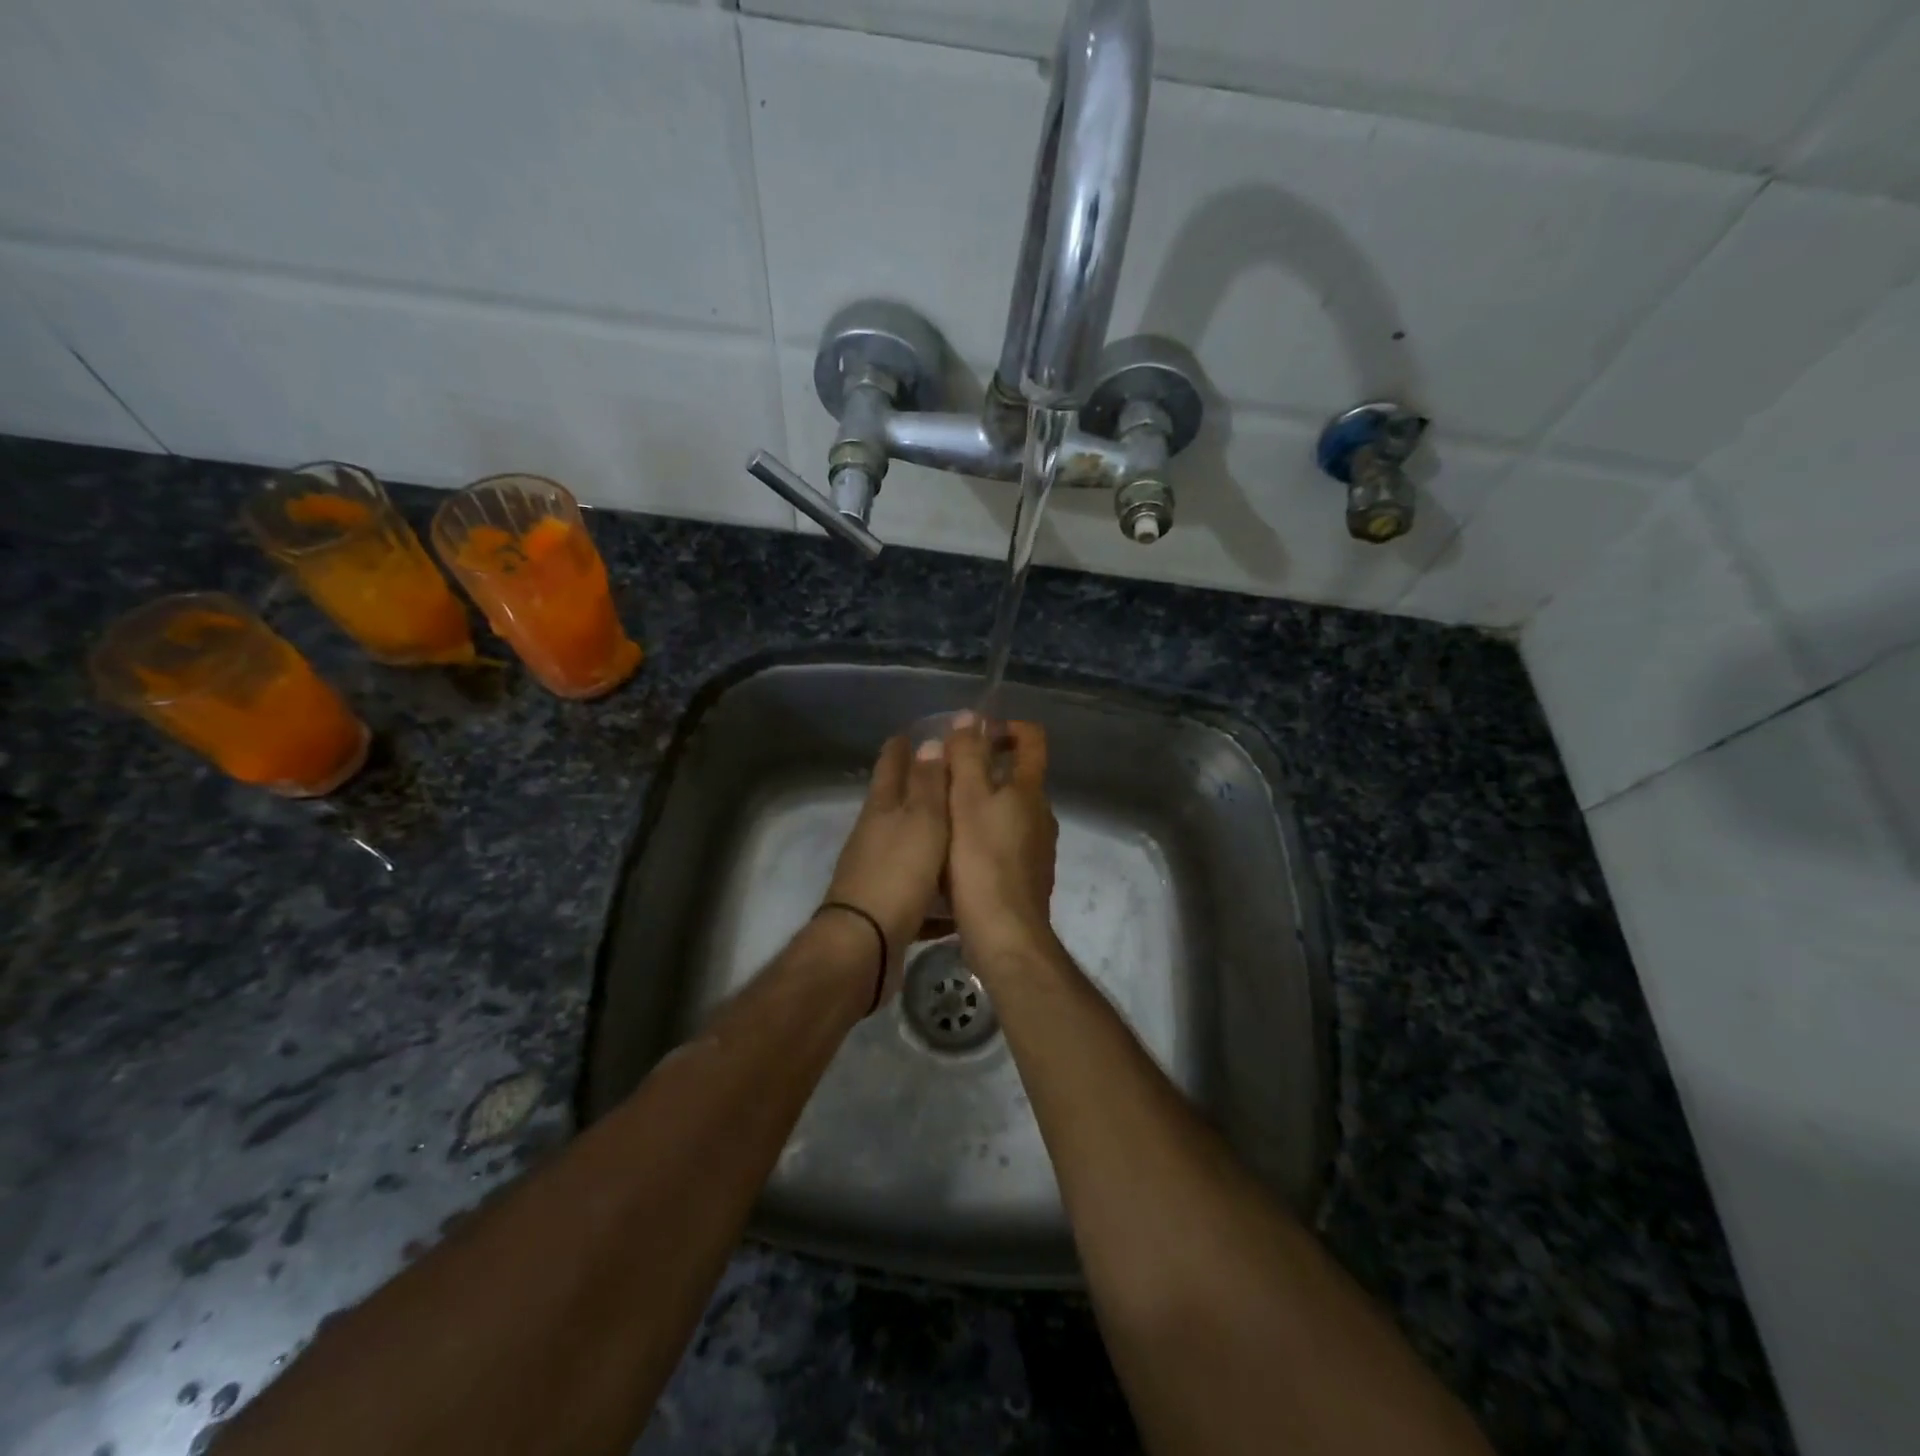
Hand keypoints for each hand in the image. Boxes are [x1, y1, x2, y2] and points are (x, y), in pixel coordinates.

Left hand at [822, 735, 950, 1002]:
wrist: (865, 944)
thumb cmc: (899, 872)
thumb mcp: (922, 821)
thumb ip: (927, 783)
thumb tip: (927, 741)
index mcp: (882, 807)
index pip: (891, 764)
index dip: (902, 746)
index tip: (918, 731)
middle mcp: (875, 833)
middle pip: (896, 802)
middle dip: (918, 786)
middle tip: (952, 776)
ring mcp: (876, 869)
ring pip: (906, 842)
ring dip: (928, 834)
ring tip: (961, 830)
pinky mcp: (885, 903)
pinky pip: (914, 883)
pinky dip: (932, 881)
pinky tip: (954, 890)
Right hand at [945, 713, 1057, 971]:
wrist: (1006, 934)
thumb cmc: (982, 861)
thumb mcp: (966, 801)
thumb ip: (967, 757)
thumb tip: (970, 718)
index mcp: (1030, 791)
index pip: (1032, 740)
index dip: (1007, 727)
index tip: (975, 734)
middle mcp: (1042, 814)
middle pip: (1019, 776)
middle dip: (985, 767)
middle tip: (945, 775)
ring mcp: (1039, 847)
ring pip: (1010, 811)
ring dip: (983, 803)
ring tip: (945, 814)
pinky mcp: (1029, 875)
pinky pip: (1007, 840)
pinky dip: (986, 834)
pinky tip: (957, 852)